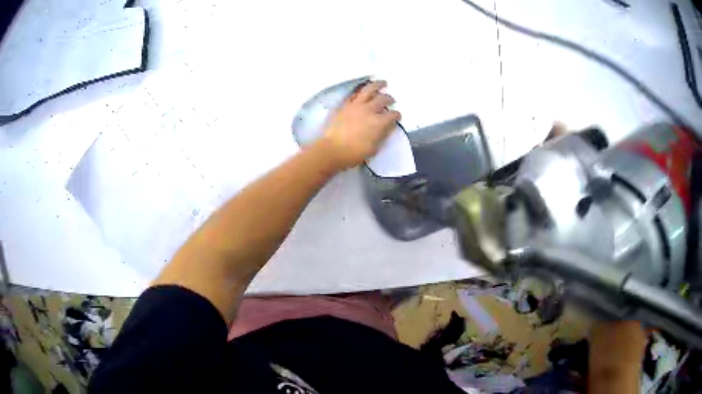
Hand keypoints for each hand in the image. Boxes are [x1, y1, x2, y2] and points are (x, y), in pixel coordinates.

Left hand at [320, 80, 401, 169]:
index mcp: (379, 122)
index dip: (397, 115)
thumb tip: (386, 128)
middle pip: (382, 99)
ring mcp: (356, 106)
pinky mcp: (345, 105)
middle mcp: (369, 110)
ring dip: (377, 85)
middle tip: (391, 100)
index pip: (392, 115)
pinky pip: (354, 94)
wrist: (333, 149)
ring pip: (369, 90)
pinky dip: (361, 91)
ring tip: (382, 83)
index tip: (397, 116)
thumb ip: (381, 136)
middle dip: (389, 99)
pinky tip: (363, 91)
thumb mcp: (374, 148)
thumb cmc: (354, 153)